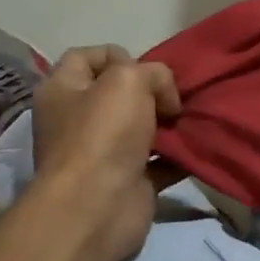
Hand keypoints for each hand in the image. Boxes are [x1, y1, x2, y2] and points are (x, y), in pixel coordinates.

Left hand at [30, 46, 181, 260]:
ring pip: (142, 126)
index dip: (118, 55)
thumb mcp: (129, 79)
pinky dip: (178, 155)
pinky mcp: (127, 180)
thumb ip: (153, 72)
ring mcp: (102, 152)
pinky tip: (196, 147)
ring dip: (168, 122)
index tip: (146, 69)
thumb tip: (165, 97)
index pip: (85, 57)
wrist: (98, 206)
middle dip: (151, 91)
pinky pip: (159, 161)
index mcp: (63, 90)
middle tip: (173, 97)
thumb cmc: (104, 134)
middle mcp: (77, 119)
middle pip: (118, 93)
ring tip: (190, 119)